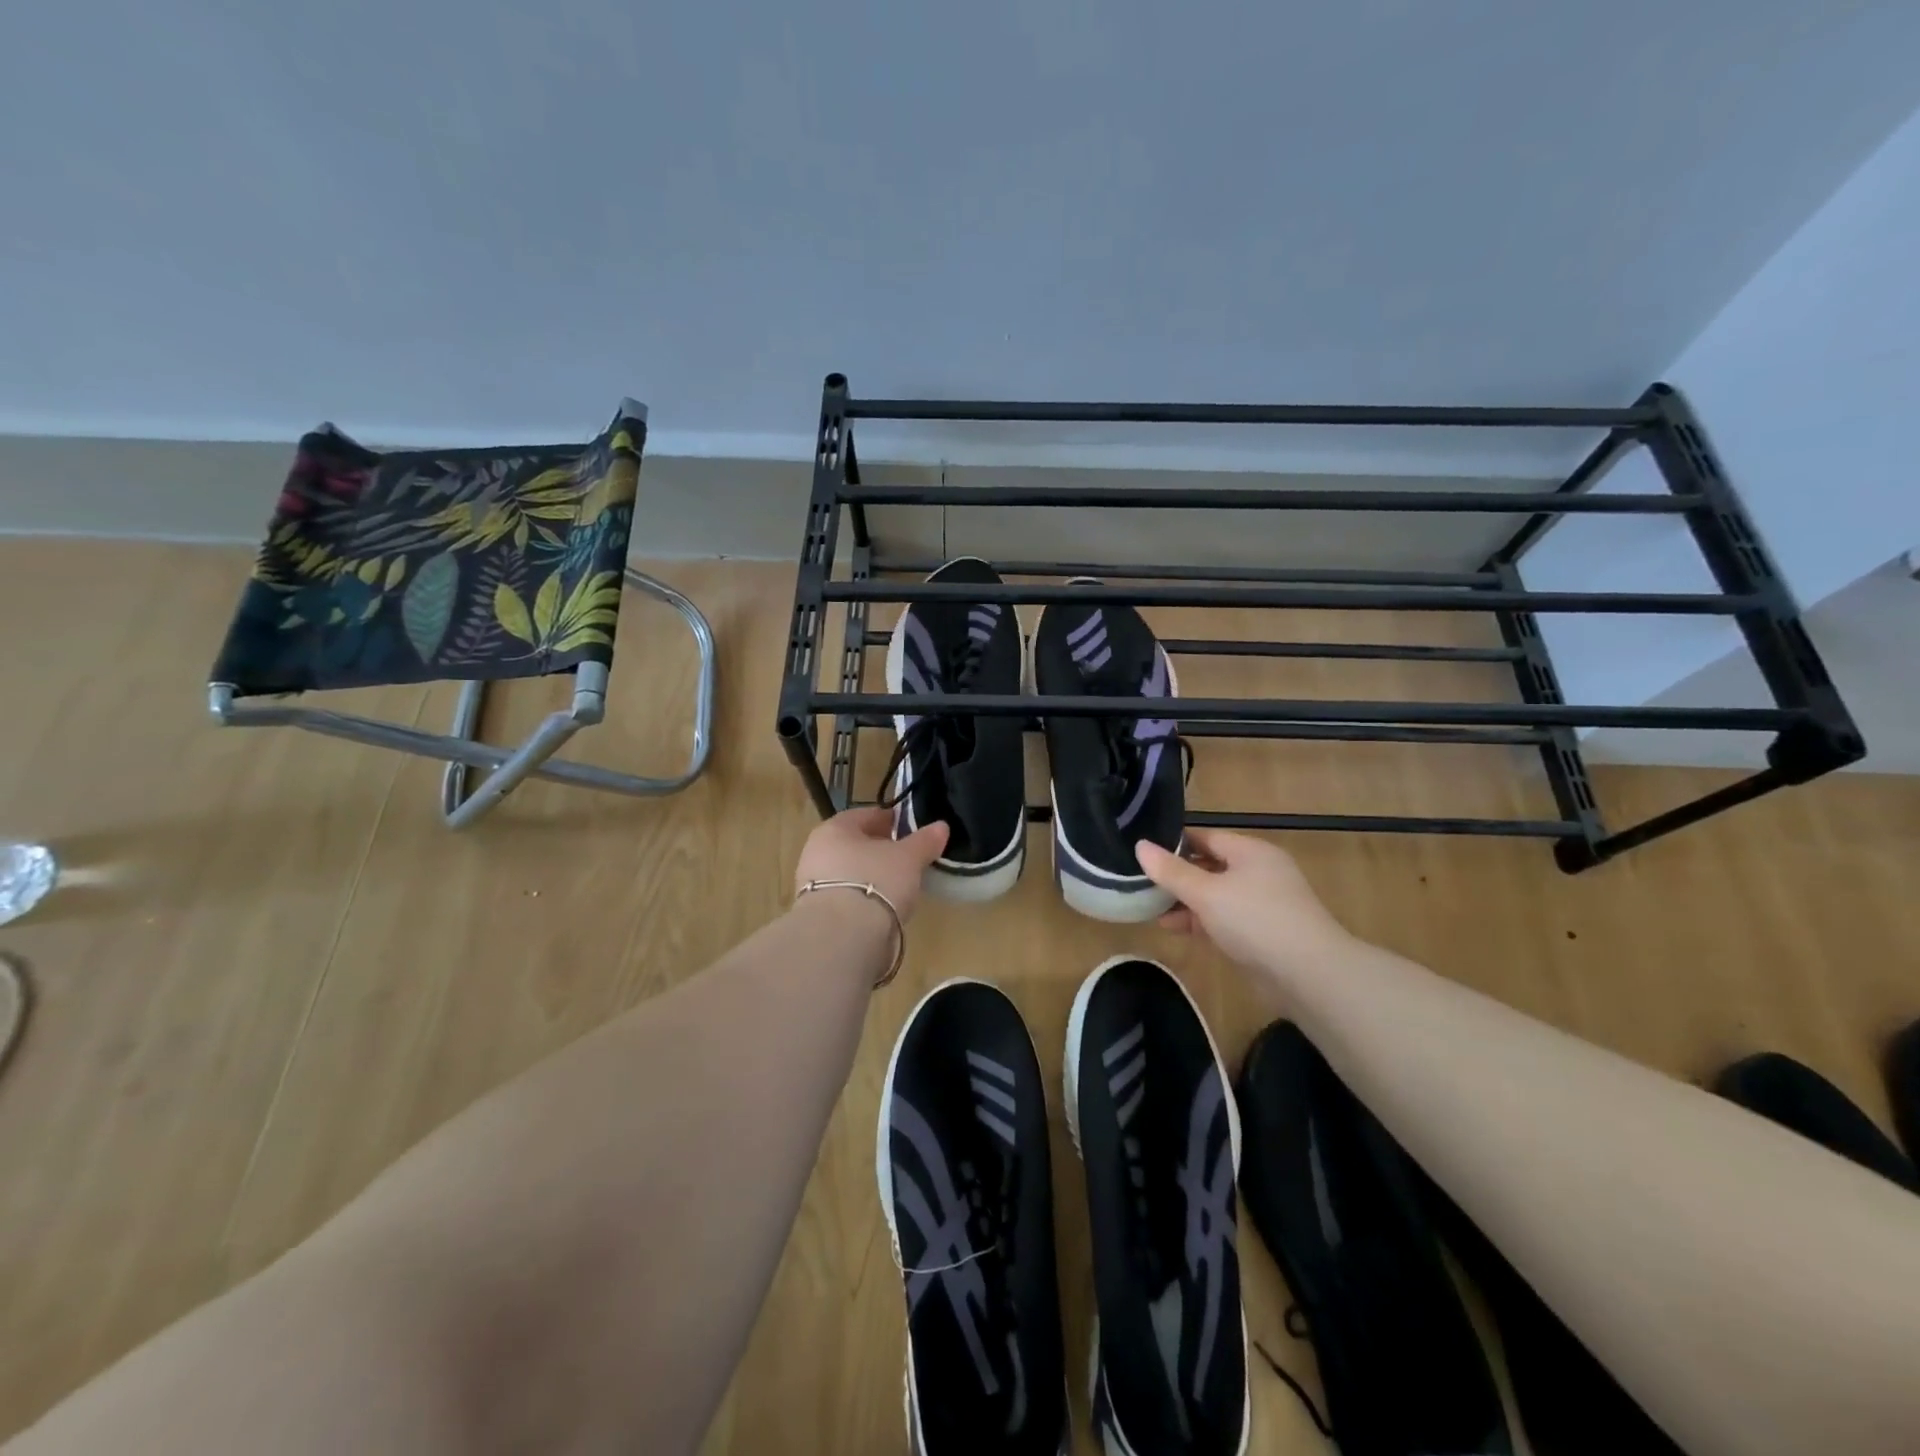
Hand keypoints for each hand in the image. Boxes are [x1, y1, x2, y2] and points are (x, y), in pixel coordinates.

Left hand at [794, 808, 949, 923]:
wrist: (842, 936)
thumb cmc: (875, 881)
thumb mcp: (909, 857)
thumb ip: (925, 841)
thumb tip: (941, 827)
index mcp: (834, 828)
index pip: (865, 816)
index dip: (889, 819)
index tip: (908, 828)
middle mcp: (816, 852)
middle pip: (854, 845)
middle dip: (879, 849)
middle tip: (906, 857)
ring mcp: (812, 885)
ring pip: (849, 873)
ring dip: (871, 876)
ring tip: (898, 886)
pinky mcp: (817, 915)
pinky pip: (846, 898)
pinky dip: (864, 899)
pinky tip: (882, 908)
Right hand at [1135, 828, 1351, 974]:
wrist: (1309, 975)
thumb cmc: (1255, 920)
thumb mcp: (1206, 892)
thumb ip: (1171, 871)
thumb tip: (1140, 845)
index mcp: (1251, 852)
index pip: (1205, 837)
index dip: (1174, 843)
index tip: (1143, 852)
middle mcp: (1259, 872)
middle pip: (1209, 866)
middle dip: (1177, 876)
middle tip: (1141, 883)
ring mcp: (1263, 904)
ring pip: (1215, 895)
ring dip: (1186, 902)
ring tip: (1151, 909)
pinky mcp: (1263, 934)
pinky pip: (1224, 919)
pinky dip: (1201, 921)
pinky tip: (1175, 929)